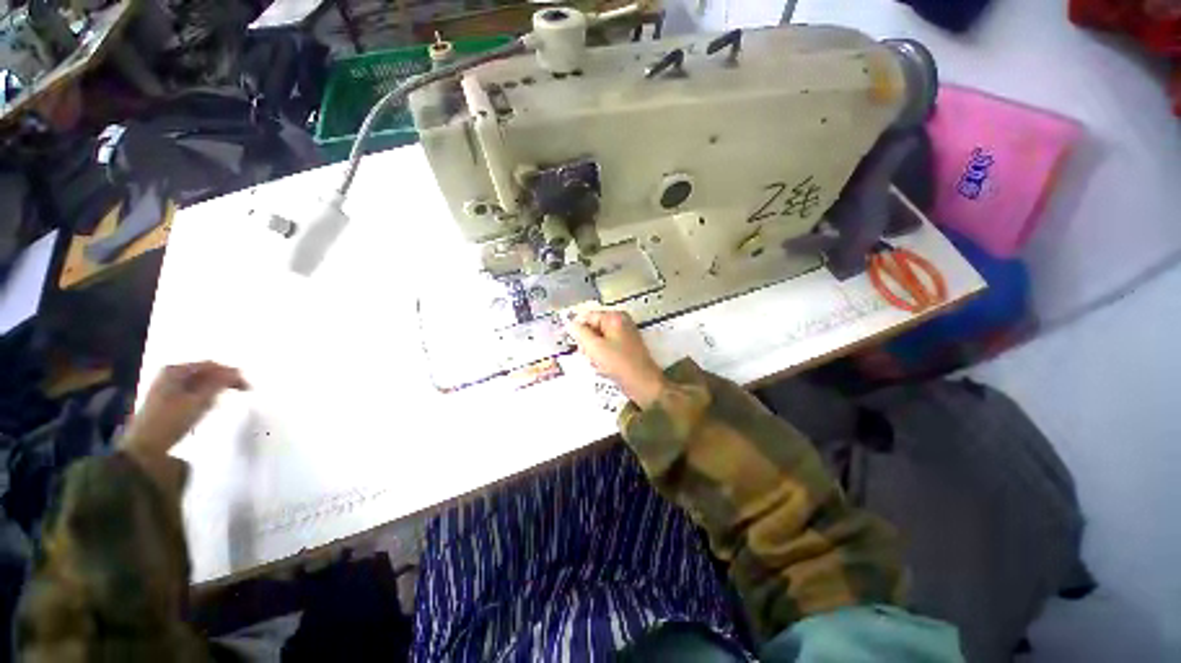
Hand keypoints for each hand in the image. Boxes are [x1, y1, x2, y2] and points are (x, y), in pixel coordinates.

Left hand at [120, 362, 248, 457]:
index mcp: (175, 370)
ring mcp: (166, 385)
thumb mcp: (198, 402)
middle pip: (204, 372)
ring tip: (225, 399)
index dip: (231, 373)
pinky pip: (192, 390)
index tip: (247, 386)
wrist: (145, 446)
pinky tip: (208, 405)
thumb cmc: (171, 421)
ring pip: (199, 382)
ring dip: (214, 388)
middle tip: (242, 391)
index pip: (210, 365)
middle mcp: (170, 373)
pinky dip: (204, 395)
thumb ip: (219, 384)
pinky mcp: (166, 398)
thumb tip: (237, 372)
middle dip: (223, 380)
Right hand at [566, 310, 665, 408]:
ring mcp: (625, 334)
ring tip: (598, 364)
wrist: (643, 384)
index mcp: (615, 317)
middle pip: (593, 328)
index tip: (577, 346)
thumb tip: (571, 324)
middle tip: (590, 357)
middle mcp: (621, 321)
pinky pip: (607, 347)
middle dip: (588, 343)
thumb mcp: (595, 347)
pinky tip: (604, 367)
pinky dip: (602, 356)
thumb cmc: (619, 364)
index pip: (587, 317)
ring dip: (594, 352)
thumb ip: (580, 333)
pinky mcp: (626, 347)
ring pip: (598, 340)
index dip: (579, 331)